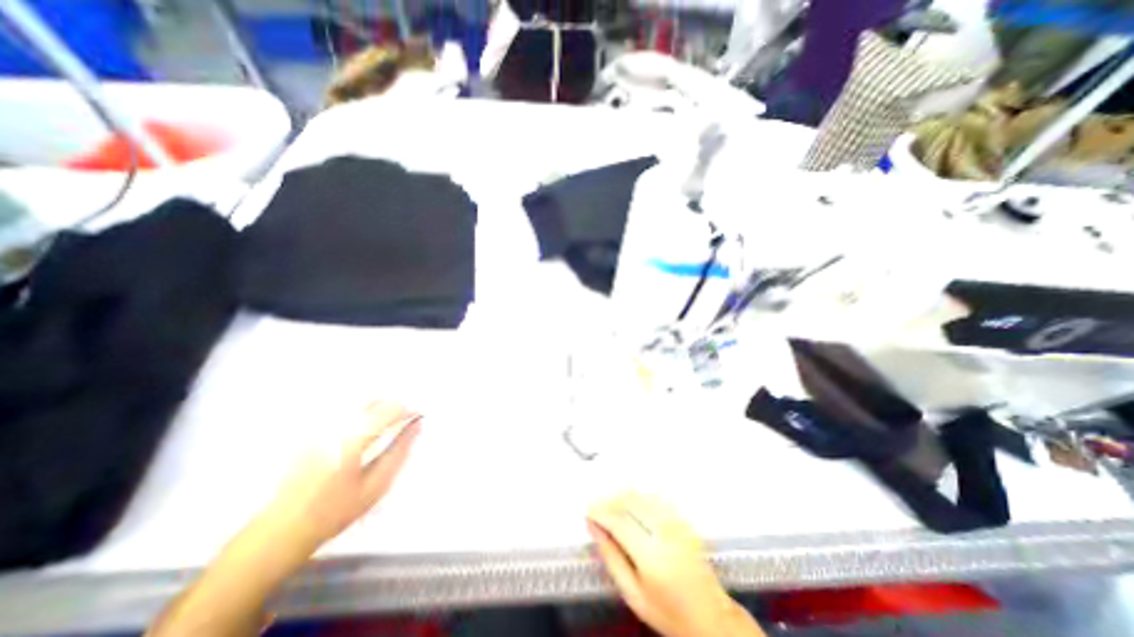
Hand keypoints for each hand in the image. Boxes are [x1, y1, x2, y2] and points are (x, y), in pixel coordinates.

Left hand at [253, 404, 422, 556]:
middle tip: (403, 423)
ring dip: (378, 410)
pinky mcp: (309, 433)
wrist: (279, 532)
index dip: (407, 410)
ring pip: (359, 405)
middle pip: (373, 402)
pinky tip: (362, 434)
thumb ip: (400, 452)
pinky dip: (361, 417)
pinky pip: (343, 414)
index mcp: (351, 442)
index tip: (416, 417)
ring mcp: (318, 430)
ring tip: (385, 427)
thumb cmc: (333, 513)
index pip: (389, 410)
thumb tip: (417, 427)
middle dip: (393, 408)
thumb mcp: (375, 487)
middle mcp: (333, 429)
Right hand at [590, 493, 765, 636]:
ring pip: (642, 497)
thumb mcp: (633, 594)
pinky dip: (640, 496)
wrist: (710, 617)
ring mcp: (676, 523)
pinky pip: (656, 498)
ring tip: (610, 504)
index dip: (600, 512)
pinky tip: (632, 502)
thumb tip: (593, 528)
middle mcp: (664, 532)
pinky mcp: (682, 520)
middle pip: (630, 503)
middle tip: (596, 507)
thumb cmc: (667, 612)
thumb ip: (611, 558)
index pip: (618, 521)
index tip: (587, 511)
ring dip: (623, 496)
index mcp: (650, 555)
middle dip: (609, 500)